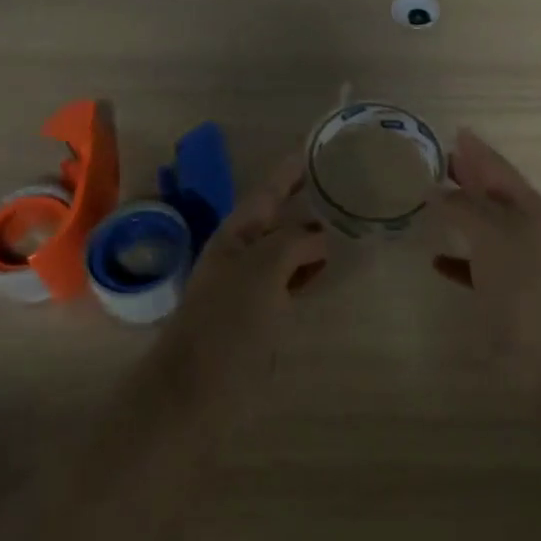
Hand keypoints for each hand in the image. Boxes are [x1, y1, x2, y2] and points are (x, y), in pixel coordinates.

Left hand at [168, 155, 328, 361]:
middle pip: (278, 217)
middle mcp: (242, 253)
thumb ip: (294, 242)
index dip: (290, 170)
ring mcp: (250, 285)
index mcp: (236, 234)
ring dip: (311, 235)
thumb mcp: (263, 269)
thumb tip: (319, 238)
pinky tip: (328, 269)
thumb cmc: (227, 323)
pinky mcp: (259, 315)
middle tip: (343, 184)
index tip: (315, 150)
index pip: (268, 190)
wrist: (195, 390)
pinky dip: (309, 268)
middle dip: (305, 200)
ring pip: (286, 249)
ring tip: (345, 221)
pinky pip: (290, 279)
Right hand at [429, 129, 540, 379]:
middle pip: (492, 193)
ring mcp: (520, 262)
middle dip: (469, 176)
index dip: (477, 150)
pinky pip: (479, 266)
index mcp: (525, 206)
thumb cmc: (528, 283)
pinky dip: (459, 259)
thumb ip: (464, 208)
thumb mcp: (493, 234)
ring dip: (462, 214)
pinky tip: (437, 260)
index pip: (497, 167)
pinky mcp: (511, 295)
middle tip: (440, 160)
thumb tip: (437, 189)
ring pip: (485, 228)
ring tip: (432, 201)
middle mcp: (525, 227)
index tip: (456, 132)